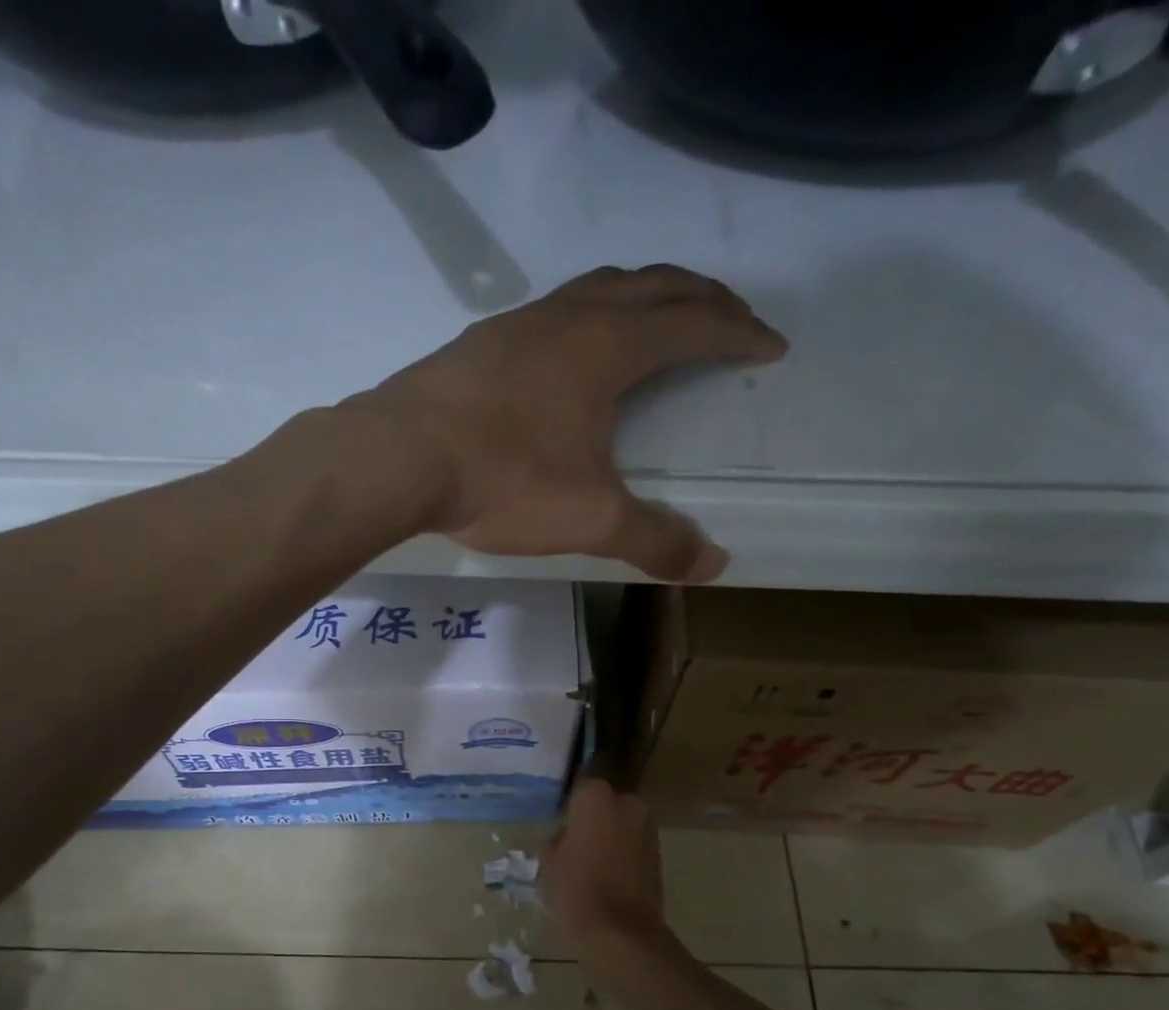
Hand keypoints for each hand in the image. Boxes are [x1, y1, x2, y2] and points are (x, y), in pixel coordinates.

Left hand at [344, 265, 785, 582]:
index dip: (739, 331)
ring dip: (642, 296)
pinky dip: (586, 317)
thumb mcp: (589, 519)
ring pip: (598, 287)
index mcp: (610, 346)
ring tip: (658, 323)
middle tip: (730, 320)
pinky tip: (570, 353)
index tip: (770, 346)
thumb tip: (714, 564)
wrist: (398, 456)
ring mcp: (519, 323)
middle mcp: (570, 316)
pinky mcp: (479, 342)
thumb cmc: (503, 479)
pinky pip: (552, 311)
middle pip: (654, 285)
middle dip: (702, 298)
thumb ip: (653, 539)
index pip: (694, 322)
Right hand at [545, 779, 668, 945]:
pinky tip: (608, 874)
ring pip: (620, 823)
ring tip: (590, 862)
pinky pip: (633, 843)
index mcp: (595, 796)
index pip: (578, 789)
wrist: (620, 932)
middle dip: (591, 819)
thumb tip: (564, 835)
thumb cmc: (575, 889)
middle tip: (573, 843)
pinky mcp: (659, 851)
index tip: (557, 824)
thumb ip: (556, 837)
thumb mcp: (548, 861)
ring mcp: (647, 826)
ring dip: (608, 835)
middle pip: (603, 803)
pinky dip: (622, 852)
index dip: (567, 807)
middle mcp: (627, 802)